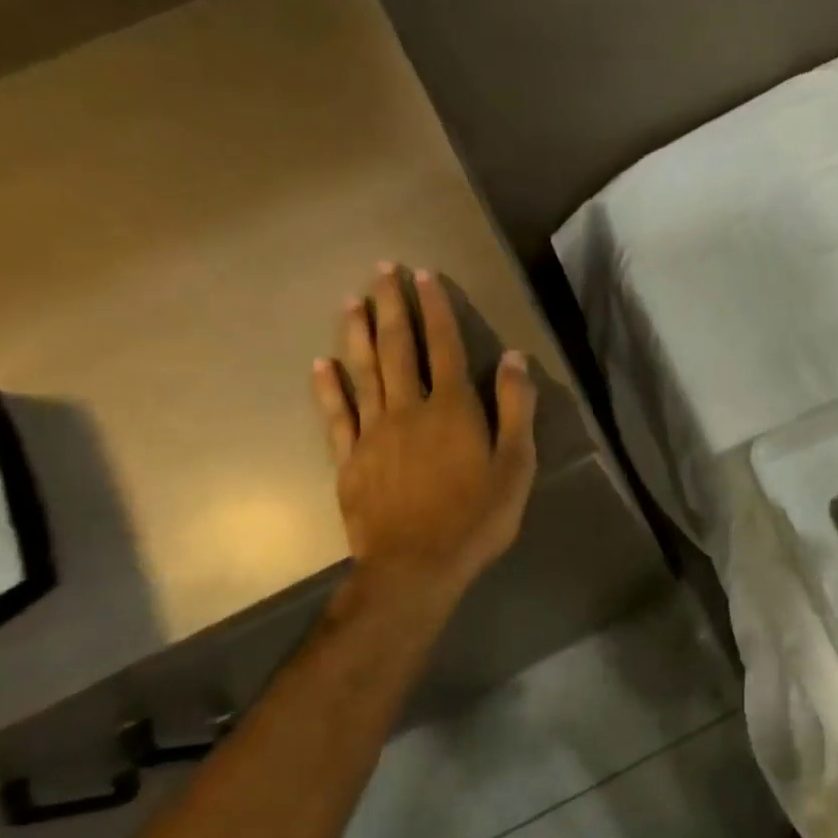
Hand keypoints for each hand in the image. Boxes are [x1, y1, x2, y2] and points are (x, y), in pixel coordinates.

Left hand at [311, 263, 538, 614]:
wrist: (417, 567)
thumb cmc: (477, 517)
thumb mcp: (516, 465)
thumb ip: (516, 408)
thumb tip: (514, 357)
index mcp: (452, 409)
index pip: (444, 346)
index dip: (435, 308)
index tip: (424, 275)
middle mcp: (408, 409)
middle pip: (398, 347)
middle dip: (391, 306)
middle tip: (382, 269)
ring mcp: (373, 433)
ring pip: (363, 372)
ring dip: (357, 333)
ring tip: (352, 301)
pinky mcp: (349, 460)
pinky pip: (336, 416)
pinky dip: (328, 388)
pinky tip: (320, 365)